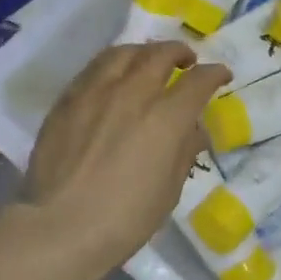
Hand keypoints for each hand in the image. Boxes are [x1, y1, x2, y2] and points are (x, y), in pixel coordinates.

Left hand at [20, 41, 231, 274]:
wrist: (60, 227)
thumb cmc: (125, 219)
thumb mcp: (169, 190)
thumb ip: (184, 152)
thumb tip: (192, 130)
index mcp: (166, 118)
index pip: (198, 80)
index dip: (214, 74)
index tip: (221, 76)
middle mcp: (133, 93)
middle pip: (160, 54)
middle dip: (179, 52)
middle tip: (186, 60)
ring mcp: (95, 92)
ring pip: (123, 53)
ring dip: (143, 52)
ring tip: (148, 60)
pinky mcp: (67, 100)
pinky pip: (93, 69)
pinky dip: (112, 65)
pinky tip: (113, 77)